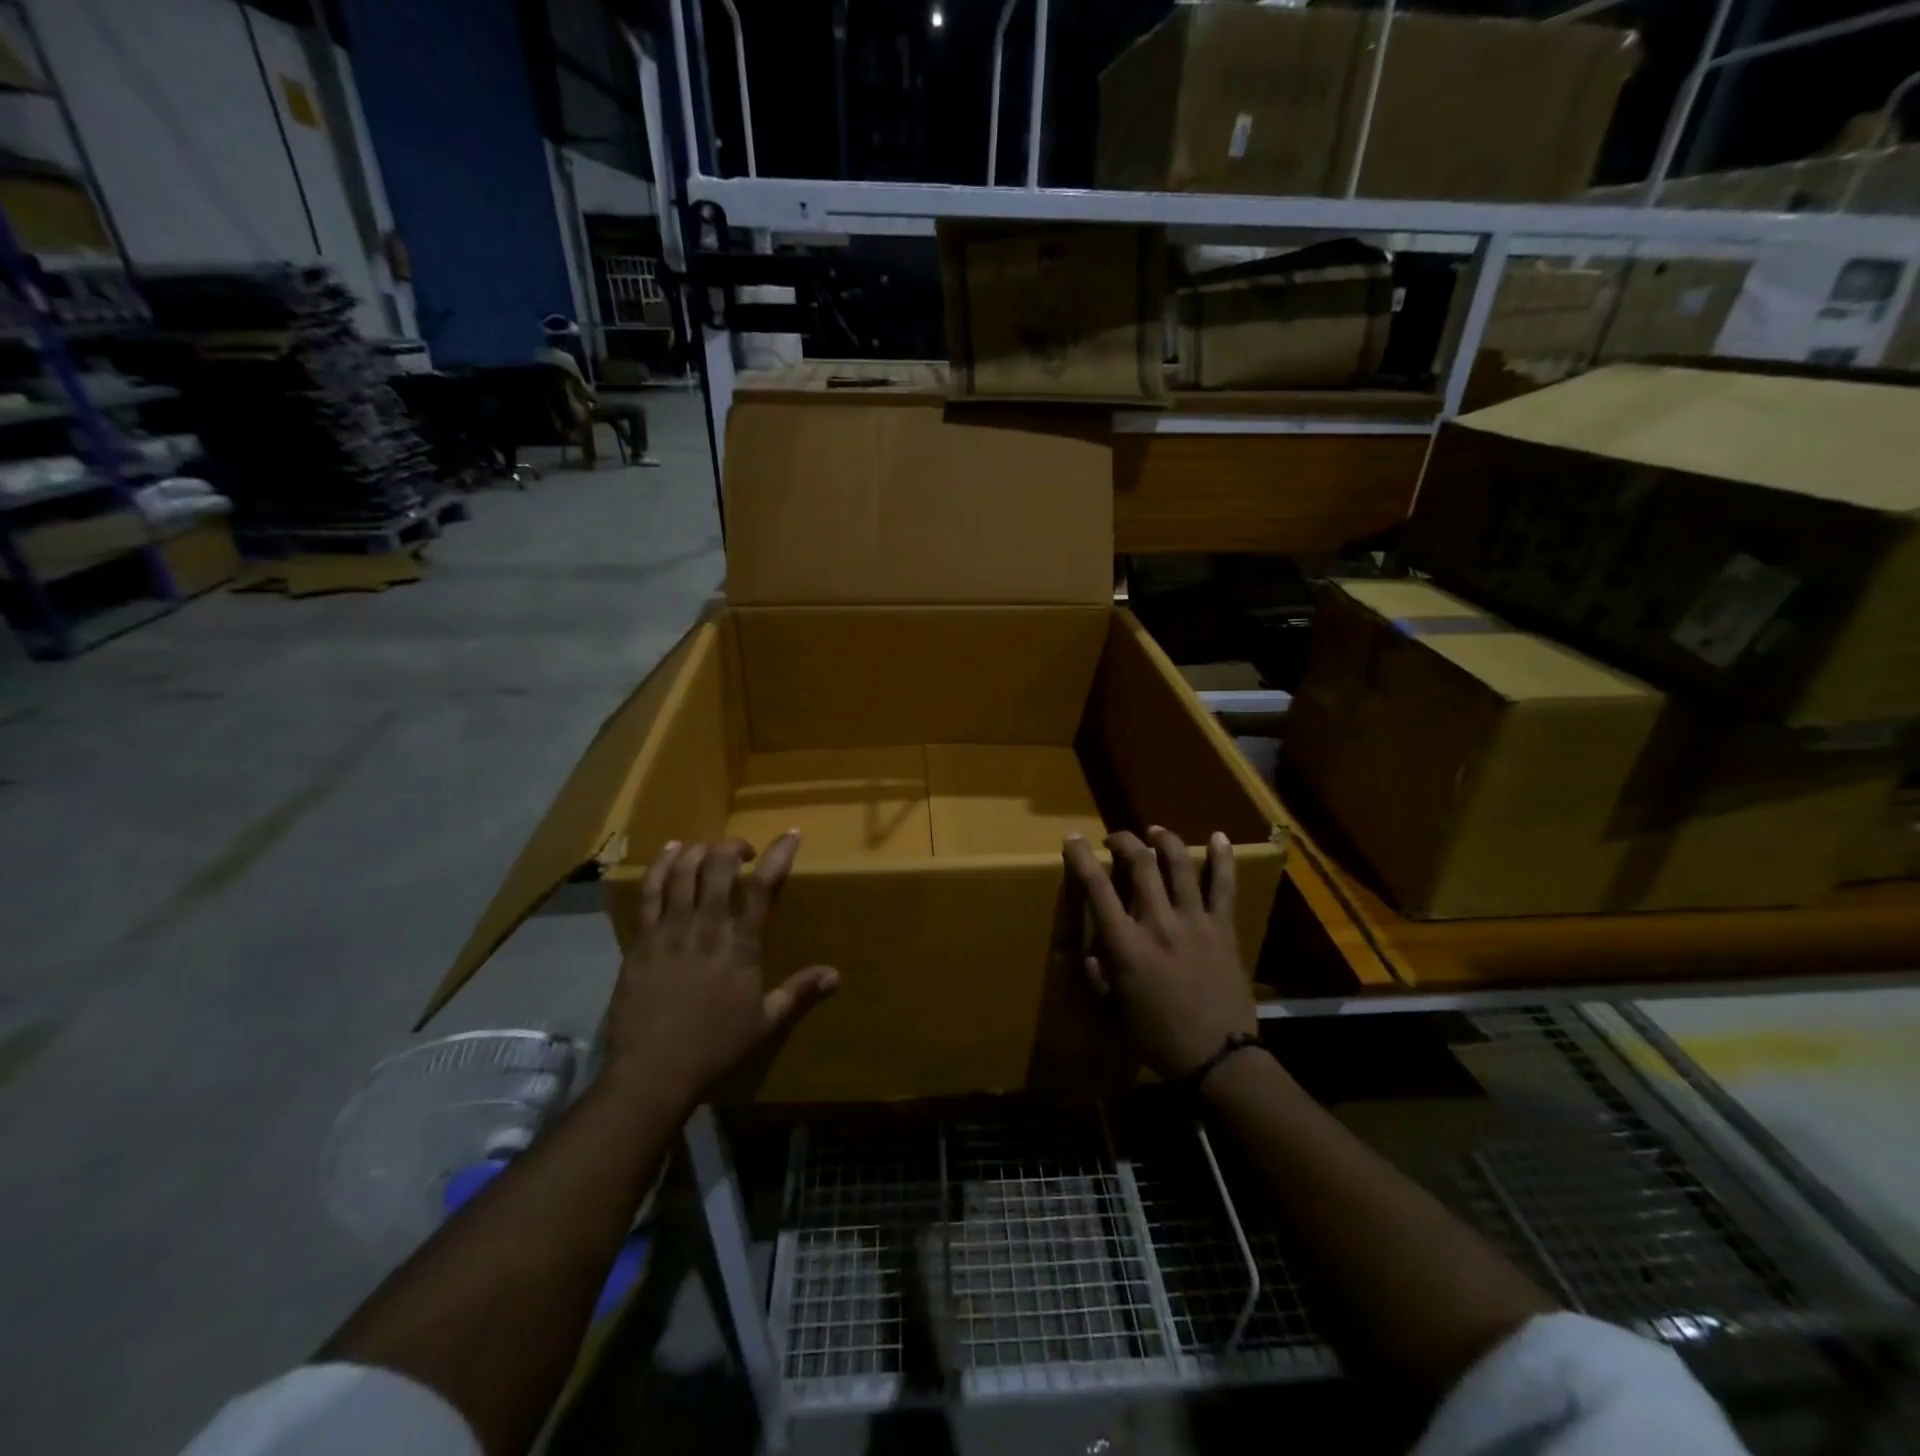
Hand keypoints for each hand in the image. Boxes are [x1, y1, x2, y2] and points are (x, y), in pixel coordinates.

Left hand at [603, 832, 836, 1107]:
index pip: (763, 887)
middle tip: (742, 852)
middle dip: (733, 847)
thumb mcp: (764, 1022)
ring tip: (708, 850)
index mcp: (741, 946)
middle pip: (718, 867)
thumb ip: (798, 991)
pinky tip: (670, 853)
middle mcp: (706, 928)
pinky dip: (662, 865)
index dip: (779, 854)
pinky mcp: (641, 940)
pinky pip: (650, 891)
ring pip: (683, 871)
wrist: (652, 1071)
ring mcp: (670, 931)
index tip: (790, 834)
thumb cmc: (714, 1048)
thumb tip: (836, 975)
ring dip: (699, 851)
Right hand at [1062, 828, 1255, 1080]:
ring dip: (1165, 841)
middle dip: (1123, 841)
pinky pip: (1224, 886)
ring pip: (1180, 864)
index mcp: (1126, 945)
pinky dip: (1222, 858)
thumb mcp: (1113, 1009)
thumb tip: (1095, 949)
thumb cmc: (1158, 1037)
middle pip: (1139, 864)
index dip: (1080, 858)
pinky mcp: (1224, 927)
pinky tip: (1218, 837)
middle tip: (1115, 839)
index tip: (1073, 840)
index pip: (1095, 888)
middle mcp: (1158, 923)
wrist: (1218, 1057)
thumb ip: (1100, 974)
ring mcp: (1195, 921)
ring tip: (1155, 832)